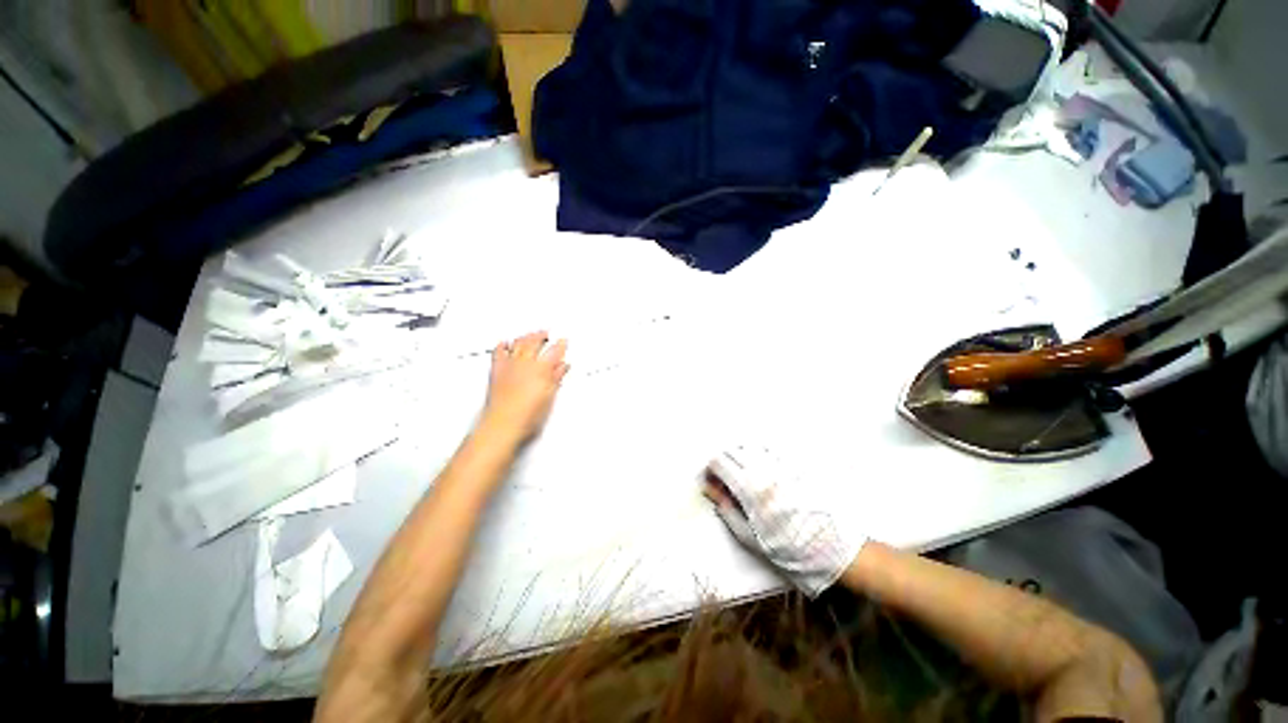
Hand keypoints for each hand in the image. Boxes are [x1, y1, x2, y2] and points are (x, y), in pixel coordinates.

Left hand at [482, 331, 569, 440]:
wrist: (503, 424)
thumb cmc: (526, 415)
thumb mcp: (549, 396)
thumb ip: (556, 377)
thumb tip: (562, 366)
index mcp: (541, 369)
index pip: (554, 351)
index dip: (561, 345)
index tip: (564, 341)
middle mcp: (524, 363)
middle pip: (534, 342)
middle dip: (542, 336)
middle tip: (547, 333)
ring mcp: (509, 366)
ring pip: (518, 344)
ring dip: (526, 337)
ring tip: (531, 334)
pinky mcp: (497, 371)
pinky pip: (499, 352)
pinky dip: (503, 346)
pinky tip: (505, 343)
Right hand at [705, 444, 865, 596]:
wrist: (834, 552)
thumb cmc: (789, 550)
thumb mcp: (750, 537)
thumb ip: (727, 509)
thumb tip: (710, 489)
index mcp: (750, 488)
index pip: (719, 462)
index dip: (711, 470)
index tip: (712, 481)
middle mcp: (764, 470)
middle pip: (733, 450)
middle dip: (724, 461)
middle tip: (726, 479)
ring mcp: (782, 465)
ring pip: (751, 446)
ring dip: (742, 456)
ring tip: (745, 473)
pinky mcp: (797, 465)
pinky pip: (772, 449)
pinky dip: (761, 453)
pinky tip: (764, 468)